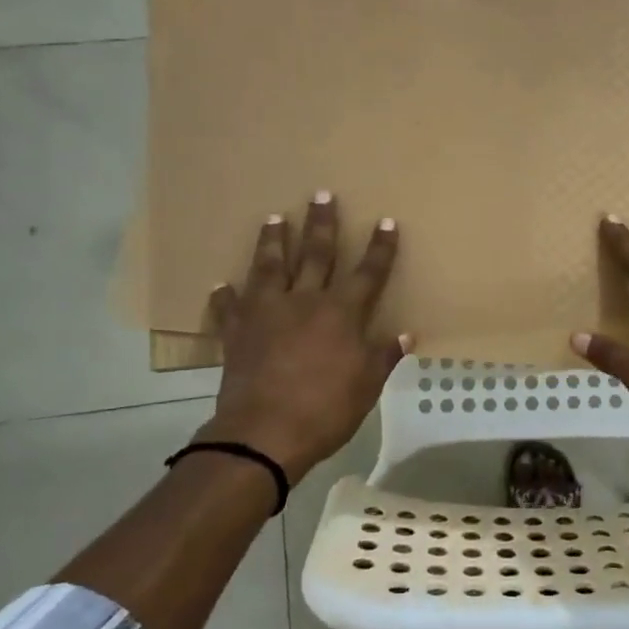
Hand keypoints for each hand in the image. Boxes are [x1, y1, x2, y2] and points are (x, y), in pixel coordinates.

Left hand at [194, 193, 409, 483]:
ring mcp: (266, 314)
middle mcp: (304, 302)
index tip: (386, 222)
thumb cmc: (326, 410)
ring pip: (270, 267)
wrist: (263, 434)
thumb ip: (384, 356)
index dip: (380, 248)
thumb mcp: (367, 386)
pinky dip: (226, 296)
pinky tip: (222, 285)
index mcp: (341, 314)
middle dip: (322, 224)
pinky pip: (230, 308)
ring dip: (273, 241)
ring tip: (273, 217)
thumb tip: (406, 334)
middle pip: (316, 255)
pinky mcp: (237, 333)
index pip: (368, 273)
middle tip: (321, 194)